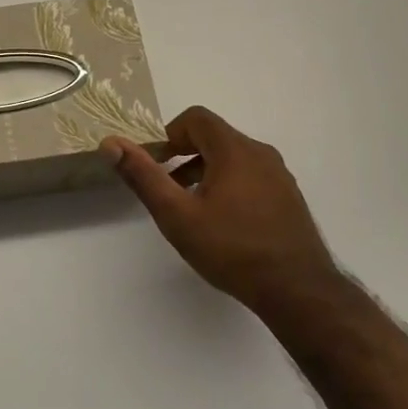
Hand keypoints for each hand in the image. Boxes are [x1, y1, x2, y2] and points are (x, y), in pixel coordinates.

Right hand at [103, 106, 342, 318]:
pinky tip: (223, 222)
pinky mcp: (288, 198)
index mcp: (234, 150)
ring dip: (206, 170)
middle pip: (215, 136)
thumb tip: (110, 143)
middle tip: (168, 187)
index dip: (170, 134)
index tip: (158, 163)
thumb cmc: (231, 249)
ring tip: (191, 207)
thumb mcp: (176, 214)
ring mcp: (279, 176)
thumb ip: (143, 176)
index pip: (196, 118)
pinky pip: (252, 175)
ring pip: (234, 157)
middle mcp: (261, 153)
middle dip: (185, 154)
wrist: (297, 290)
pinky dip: (229, 184)